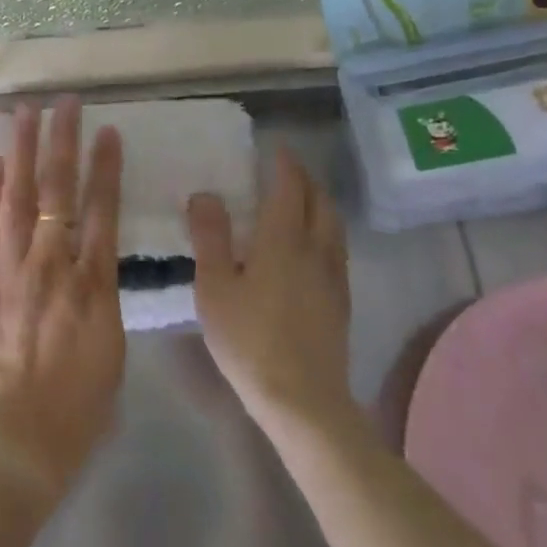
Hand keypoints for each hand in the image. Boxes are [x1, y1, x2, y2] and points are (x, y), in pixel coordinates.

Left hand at [0, 98, 124, 497]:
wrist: (19, 438)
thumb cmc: (80, 403)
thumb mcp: (113, 345)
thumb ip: (103, 292)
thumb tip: (94, 255)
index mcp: (94, 284)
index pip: (103, 210)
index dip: (106, 167)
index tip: (109, 131)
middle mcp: (51, 266)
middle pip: (58, 192)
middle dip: (62, 142)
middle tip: (63, 103)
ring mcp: (9, 271)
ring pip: (17, 199)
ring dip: (23, 152)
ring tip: (24, 114)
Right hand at [186, 146, 352, 435]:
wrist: (302, 398)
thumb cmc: (249, 339)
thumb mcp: (215, 286)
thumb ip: (210, 236)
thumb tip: (206, 194)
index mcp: (284, 240)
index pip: (290, 187)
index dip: (285, 164)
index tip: (276, 147)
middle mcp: (316, 249)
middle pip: (320, 201)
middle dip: (305, 179)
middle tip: (286, 169)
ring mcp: (334, 277)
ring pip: (334, 225)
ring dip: (320, 202)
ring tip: (301, 200)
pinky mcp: (341, 301)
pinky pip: (337, 248)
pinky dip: (325, 230)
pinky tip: (311, 247)